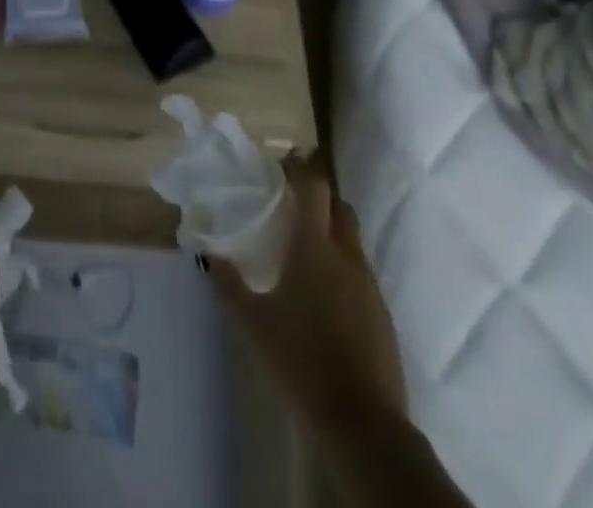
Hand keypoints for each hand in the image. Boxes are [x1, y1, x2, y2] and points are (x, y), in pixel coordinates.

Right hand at [209, 159, 408, 431]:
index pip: (314, 186)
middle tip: (291, 207)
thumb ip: (229, 283)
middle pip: (339, 206)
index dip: (300, 170)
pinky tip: (324, 294)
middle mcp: (346, 255)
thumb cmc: (300, 360)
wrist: (362, 423)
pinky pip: (361, 272)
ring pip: (352, 239)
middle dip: (319, 199)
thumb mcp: (252, 322)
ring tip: (304, 251)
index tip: (281, 168)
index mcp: (314, 246)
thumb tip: (209, 254)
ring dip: (332, 233)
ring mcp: (369, 284)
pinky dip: (344, 267)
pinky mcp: (382, 313)